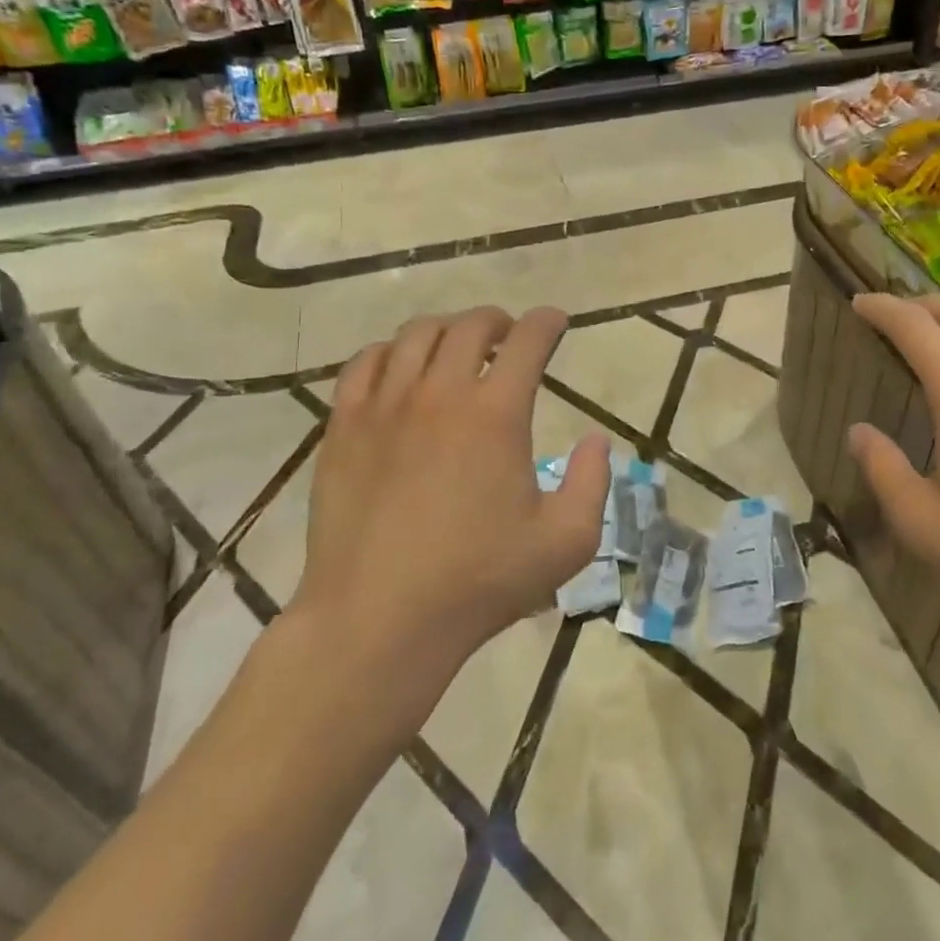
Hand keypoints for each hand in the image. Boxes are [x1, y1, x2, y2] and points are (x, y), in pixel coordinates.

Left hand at [294, 306, 609, 704]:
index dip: (548, 322)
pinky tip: (400, 368)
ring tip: (457, 348)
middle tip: (510, 336)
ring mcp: (385, 406)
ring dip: (447, 330)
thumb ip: (592, 483)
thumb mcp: (566, 542)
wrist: (379, 619)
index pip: (529, 340)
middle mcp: (441, 393)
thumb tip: (595, 440)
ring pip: (416, 335)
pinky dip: (390, 352)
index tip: (556, 323)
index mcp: (496, 414)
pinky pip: (365, 363)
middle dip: (499, 321)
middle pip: (471, 326)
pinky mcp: (344, 426)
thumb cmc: (479, 582)